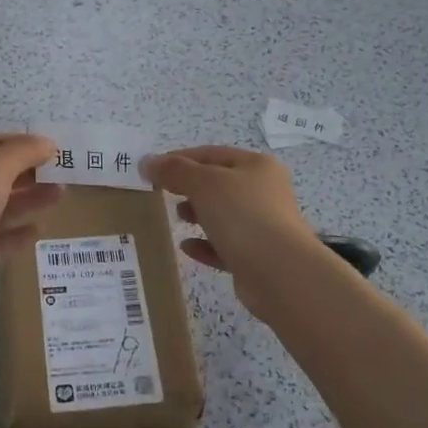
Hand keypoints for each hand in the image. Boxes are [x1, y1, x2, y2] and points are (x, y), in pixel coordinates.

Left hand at [0, 134, 60, 324]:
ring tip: (61, 194)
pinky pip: (3, 239)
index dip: (23, 144)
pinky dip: (21, 232)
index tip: (54, 150)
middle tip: (64, 174)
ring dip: (31, 198)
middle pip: (0, 175)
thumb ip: (23, 152)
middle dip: (31, 171)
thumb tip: (49, 145)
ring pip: (4, 206)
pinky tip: (41, 228)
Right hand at [143, 146, 322, 320]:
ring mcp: (263, 226)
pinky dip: (205, 244)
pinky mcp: (256, 256)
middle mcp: (264, 192)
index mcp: (257, 166)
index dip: (179, 158)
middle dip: (189, 187)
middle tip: (163, 194)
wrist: (280, 273)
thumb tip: (148, 161)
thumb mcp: (204, 184)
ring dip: (197, 214)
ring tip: (178, 217)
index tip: (152, 169)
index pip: (211, 154)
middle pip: (218, 184)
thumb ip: (174, 171)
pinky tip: (187, 246)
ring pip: (222, 214)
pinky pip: (224, 245)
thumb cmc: (243, 215)